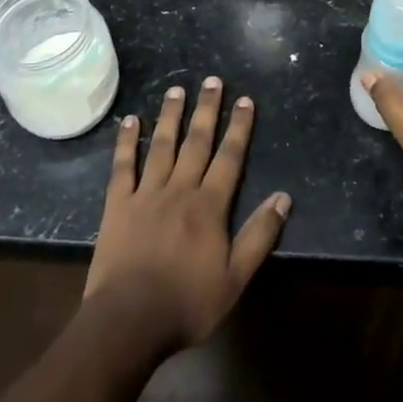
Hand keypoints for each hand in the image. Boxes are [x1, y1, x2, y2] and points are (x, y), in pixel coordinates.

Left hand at [84, 78, 290, 353]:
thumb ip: (259, 235)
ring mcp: (146, 194)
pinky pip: (123, 166)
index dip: (239, 128)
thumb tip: (284, 197)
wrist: (129, 321)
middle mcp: (180, 189)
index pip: (229, 157)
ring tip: (176, 89)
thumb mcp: (235, 278)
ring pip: (162, 145)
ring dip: (170, 115)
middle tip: (212, 80)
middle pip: (197, 142)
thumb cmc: (187, 303)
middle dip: (206, 109)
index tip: (245, 100)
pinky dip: (127, 142)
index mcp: (209, 206)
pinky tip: (130, 120)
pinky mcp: (118, 204)